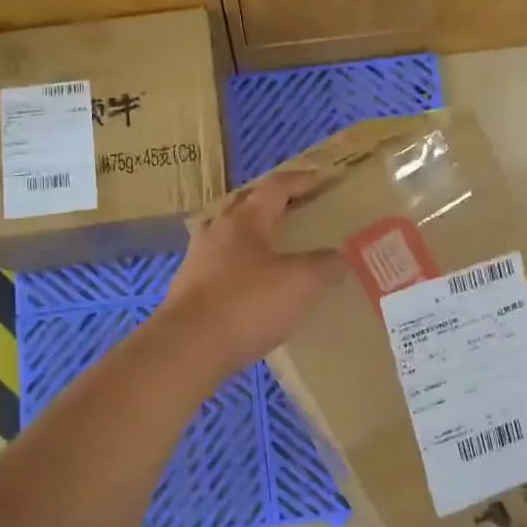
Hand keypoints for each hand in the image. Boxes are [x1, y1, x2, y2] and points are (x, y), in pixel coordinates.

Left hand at [158, 170, 346, 377]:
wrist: (188, 348)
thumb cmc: (247, 304)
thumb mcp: (300, 283)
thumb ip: (324, 266)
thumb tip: (338, 258)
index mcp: (246, 221)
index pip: (275, 187)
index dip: (300, 180)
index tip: (321, 178)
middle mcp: (218, 232)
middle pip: (245, 204)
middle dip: (270, 200)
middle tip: (295, 206)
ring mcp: (199, 261)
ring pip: (229, 235)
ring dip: (252, 234)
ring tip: (275, 246)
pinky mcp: (189, 290)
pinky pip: (220, 265)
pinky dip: (241, 265)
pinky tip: (253, 285)